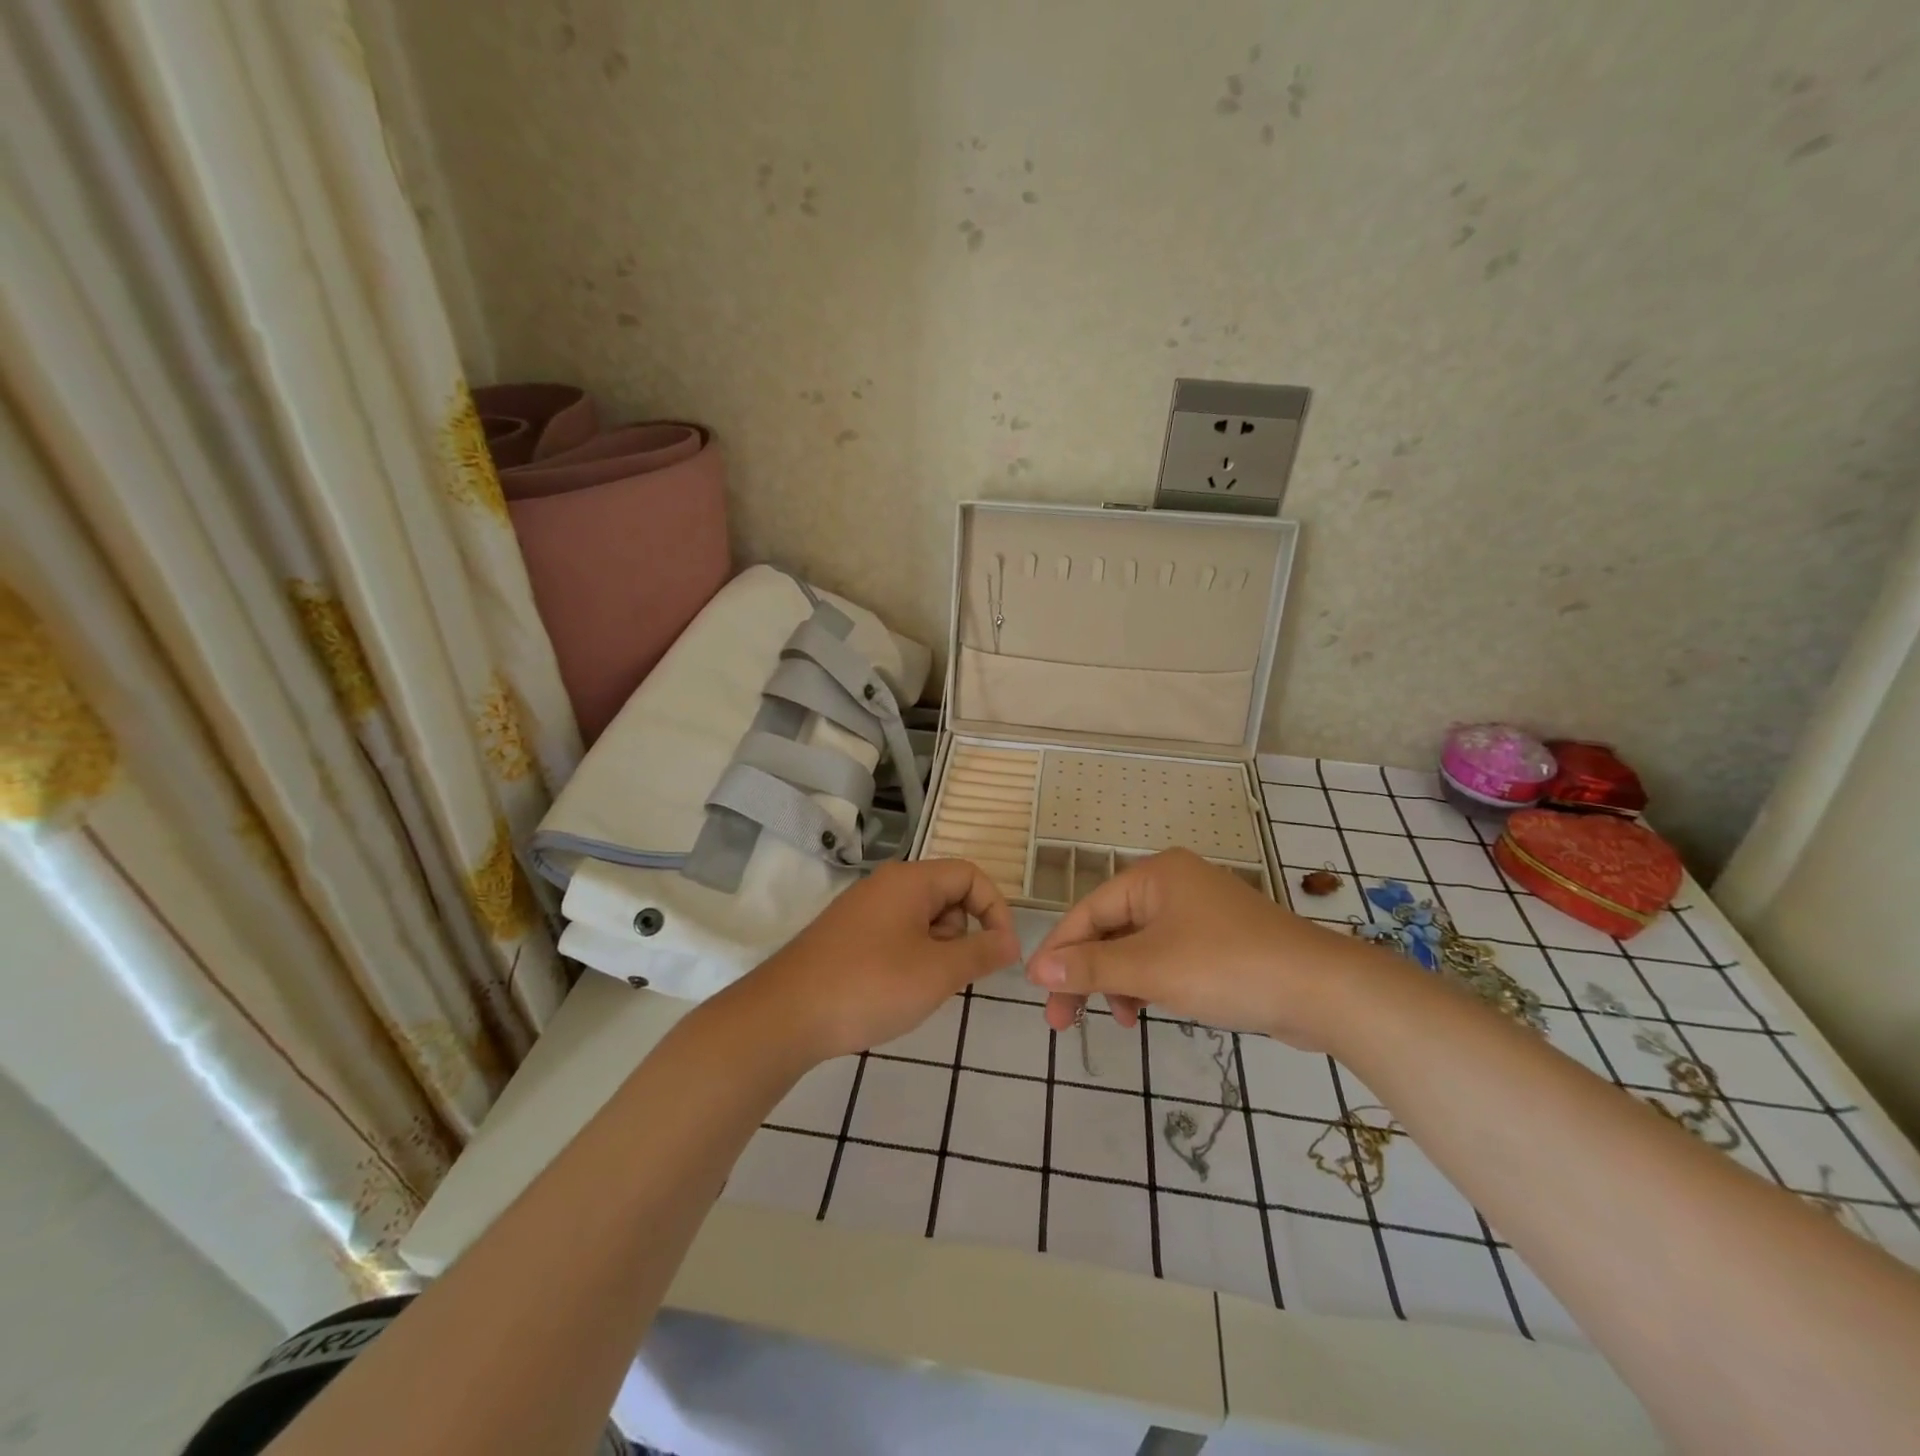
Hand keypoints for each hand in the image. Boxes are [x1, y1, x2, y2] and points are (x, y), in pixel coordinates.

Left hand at [742, 859, 1020, 1063]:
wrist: (785, 1016)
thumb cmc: (870, 986)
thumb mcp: (937, 972)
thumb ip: (981, 952)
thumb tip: (1010, 941)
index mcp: (910, 880)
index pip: (970, 875)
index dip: (995, 908)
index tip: (1002, 951)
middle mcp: (886, 885)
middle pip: (946, 895)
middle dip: (962, 934)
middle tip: (951, 976)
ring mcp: (862, 910)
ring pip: (922, 919)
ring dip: (936, 951)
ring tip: (919, 988)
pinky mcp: (847, 936)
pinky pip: (896, 935)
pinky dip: (910, 958)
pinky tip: (895, 991)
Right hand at [1026, 848, 1390, 1048]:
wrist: (1324, 992)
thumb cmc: (1228, 968)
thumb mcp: (1151, 969)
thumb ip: (1091, 967)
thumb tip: (1037, 970)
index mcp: (1155, 876)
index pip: (1089, 911)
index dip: (1060, 951)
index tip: (1037, 991)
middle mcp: (1174, 884)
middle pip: (1111, 928)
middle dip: (1089, 973)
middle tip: (1064, 1021)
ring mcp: (1199, 912)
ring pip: (1138, 946)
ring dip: (1120, 982)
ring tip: (1120, 1020)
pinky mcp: (1218, 941)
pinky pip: (1166, 957)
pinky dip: (1150, 983)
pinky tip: (1146, 1011)